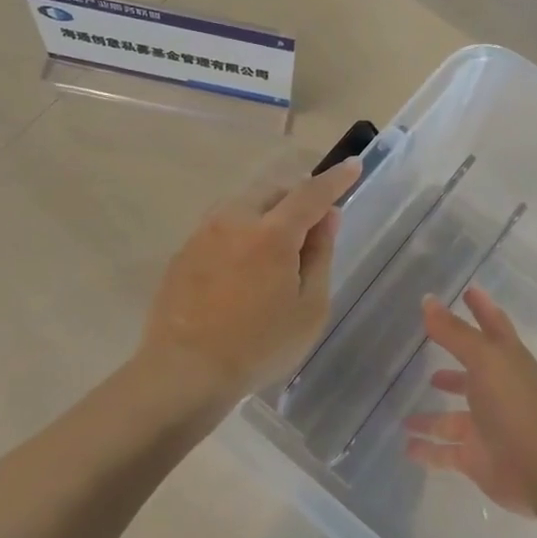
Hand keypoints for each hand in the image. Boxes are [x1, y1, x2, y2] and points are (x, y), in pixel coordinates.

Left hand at [138, 157, 361, 402]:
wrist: (185, 371)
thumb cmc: (259, 346)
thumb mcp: (309, 308)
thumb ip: (320, 255)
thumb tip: (327, 217)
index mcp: (271, 234)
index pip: (311, 193)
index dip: (335, 179)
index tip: (352, 166)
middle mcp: (234, 220)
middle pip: (273, 192)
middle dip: (297, 197)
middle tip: (312, 224)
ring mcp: (203, 234)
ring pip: (243, 204)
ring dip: (266, 212)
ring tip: (277, 244)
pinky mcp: (183, 251)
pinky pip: (221, 226)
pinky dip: (241, 231)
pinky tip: (243, 264)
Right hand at [403, 288, 536, 514]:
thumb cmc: (516, 404)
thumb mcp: (484, 359)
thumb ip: (454, 332)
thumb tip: (428, 300)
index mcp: (506, 361)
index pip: (493, 326)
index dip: (481, 308)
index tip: (467, 291)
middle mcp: (497, 391)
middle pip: (471, 373)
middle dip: (452, 367)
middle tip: (426, 353)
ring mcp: (487, 426)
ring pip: (452, 418)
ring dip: (431, 416)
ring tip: (404, 414)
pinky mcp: (477, 458)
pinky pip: (445, 452)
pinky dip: (427, 450)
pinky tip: (406, 446)